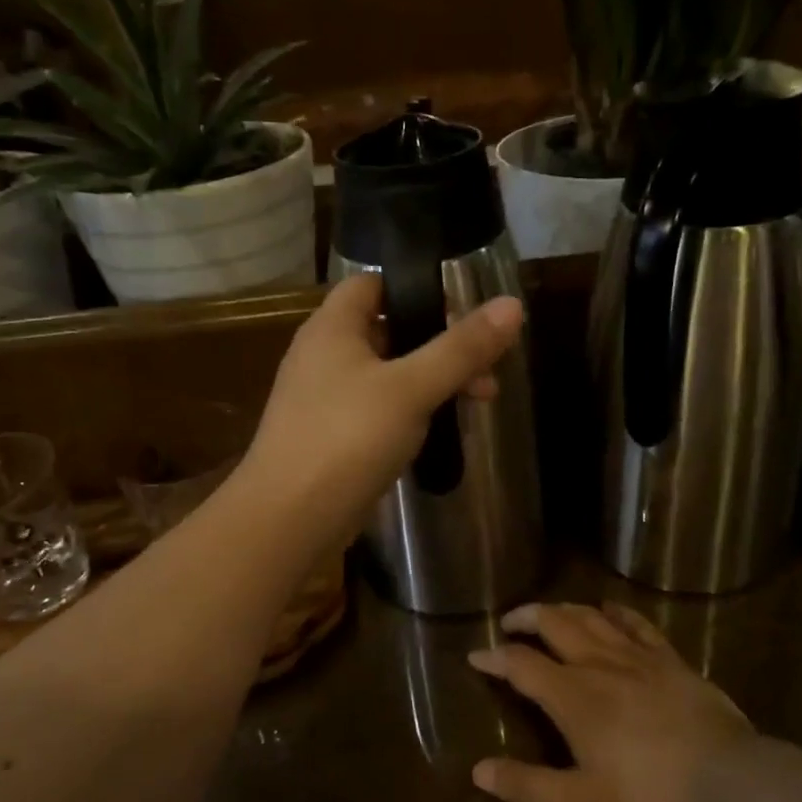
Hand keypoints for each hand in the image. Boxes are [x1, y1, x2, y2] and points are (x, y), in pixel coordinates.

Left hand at [240, 273, 523, 547]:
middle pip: (388, 329)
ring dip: (431, 379)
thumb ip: (461, 348)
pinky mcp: (331, 437)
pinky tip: (441, 429)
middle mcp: (323, 355)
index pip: (372, 283)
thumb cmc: (347, 437)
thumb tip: (513, 305)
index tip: (462, 305)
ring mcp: (325, 398)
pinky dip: (410, 411)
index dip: (415, 286)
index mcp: (332, 327)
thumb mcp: (412, 388)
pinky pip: (378, 409)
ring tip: (480, 398)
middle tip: (486, 365)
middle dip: (439, 342)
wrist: (289, 518)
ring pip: (387, 374)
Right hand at [470, 602, 757, 801]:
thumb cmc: (648, 792)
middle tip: (509, 623)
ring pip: (589, 617)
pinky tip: (607, 608)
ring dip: (562, 609)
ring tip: (548, 613)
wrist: (726, 776)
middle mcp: (597, 663)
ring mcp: (635, 655)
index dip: (494, 657)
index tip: (475, 656)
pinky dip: (615, 611)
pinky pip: (635, 622)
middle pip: (553, 623)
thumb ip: (528, 785)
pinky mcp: (667, 657)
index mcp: (571, 695)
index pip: (520, 663)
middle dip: (525, 617)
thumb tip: (478, 771)